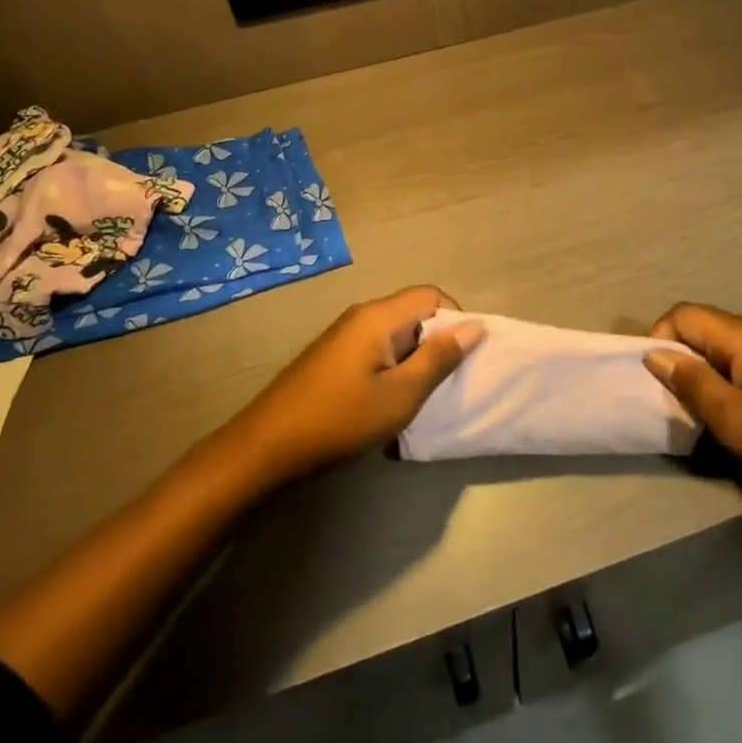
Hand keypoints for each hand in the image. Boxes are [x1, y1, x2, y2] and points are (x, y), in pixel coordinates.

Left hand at [225, 286, 484, 484]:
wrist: (267, 447)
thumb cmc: (340, 418)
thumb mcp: (401, 394)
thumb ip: (439, 358)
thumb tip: (475, 326)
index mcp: (378, 316)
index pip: (431, 295)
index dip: (456, 318)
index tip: (463, 357)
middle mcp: (361, 316)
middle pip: (413, 313)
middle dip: (435, 343)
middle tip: (443, 383)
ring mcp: (343, 336)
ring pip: (394, 335)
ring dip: (413, 362)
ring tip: (417, 399)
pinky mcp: (332, 357)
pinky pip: (375, 351)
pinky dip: (391, 370)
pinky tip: (386, 406)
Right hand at [645, 303, 741, 514]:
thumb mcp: (734, 420)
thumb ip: (692, 383)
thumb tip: (654, 355)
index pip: (682, 314)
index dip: (660, 339)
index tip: (659, 380)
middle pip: (700, 325)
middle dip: (680, 356)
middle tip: (680, 399)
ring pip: (719, 342)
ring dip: (703, 368)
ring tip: (706, 408)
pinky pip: (740, 354)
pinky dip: (725, 373)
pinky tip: (737, 407)